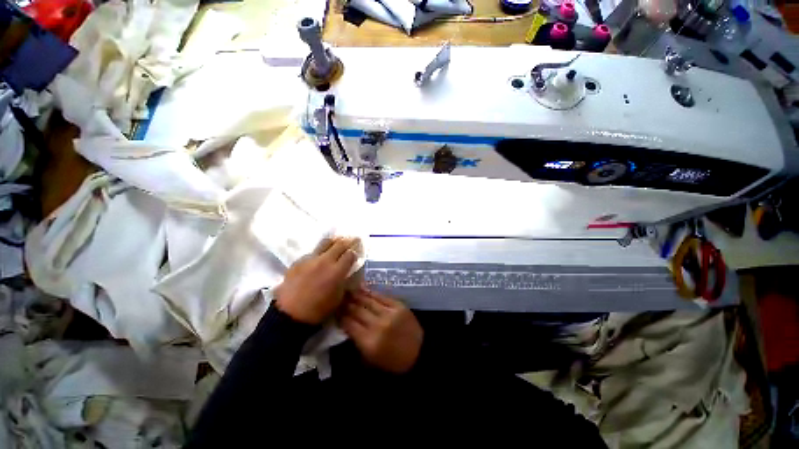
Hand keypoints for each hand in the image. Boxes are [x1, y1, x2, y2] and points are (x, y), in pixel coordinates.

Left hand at [274, 237, 359, 324]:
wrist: (290, 315)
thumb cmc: (318, 310)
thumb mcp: (338, 297)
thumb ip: (345, 281)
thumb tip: (347, 272)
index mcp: (337, 271)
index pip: (350, 254)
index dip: (355, 253)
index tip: (355, 254)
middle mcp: (325, 261)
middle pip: (340, 244)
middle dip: (348, 242)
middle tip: (352, 239)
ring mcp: (310, 259)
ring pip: (325, 243)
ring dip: (333, 242)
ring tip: (336, 243)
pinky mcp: (298, 261)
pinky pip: (312, 253)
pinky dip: (318, 253)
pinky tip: (317, 260)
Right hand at [339, 288, 422, 373]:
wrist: (418, 353)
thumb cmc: (392, 361)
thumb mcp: (370, 359)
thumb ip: (357, 341)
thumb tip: (346, 324)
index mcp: (369, 342)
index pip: (349, 324)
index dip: (340, 315)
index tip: (334, 310)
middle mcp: (377, 325)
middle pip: (357, 310)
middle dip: (346, 303)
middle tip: (339, 297)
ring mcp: (389, 313)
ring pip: (368, 301)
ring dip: (356, 295)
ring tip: (348, 290)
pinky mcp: (398, 306)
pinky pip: (381, 296)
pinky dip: (371, 292)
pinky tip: (364, 289)